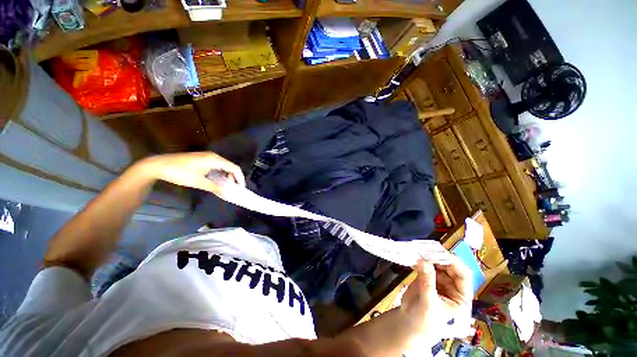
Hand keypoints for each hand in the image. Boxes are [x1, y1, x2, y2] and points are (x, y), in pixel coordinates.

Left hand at [140, 152, 244, 194]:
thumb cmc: (180, 173)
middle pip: (230, 167)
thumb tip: (229, 195)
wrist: (158, 165)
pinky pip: (217, 166)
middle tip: (233, 189)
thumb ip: (216, 188)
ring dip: (226, 176)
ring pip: (224, 167)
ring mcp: (207, 157)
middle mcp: (214, 156)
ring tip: (225, 187)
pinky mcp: (202, 159)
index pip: (234, 168)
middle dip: (234, 178)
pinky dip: (220, 174)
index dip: (240, 178)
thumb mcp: (199, 182)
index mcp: (215, 160)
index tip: (240, 189)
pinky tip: (216, 181)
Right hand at [400, 256, 472, 339]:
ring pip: (438, 264)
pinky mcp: (427, 277)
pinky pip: (426, 265)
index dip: (454, 263)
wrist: (408, 324)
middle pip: (450, 267)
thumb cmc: (424, 322)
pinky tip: (415, 256)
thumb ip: (427, 283)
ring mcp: (439, 281)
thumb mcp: (428, 305)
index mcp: (462, 298)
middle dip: (440, 258)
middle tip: (427, 249)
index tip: (440, 253)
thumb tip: (423, 261)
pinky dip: (421, 260)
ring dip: (429, 257)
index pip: (463, 276)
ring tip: (419, 251)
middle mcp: (453, 287)